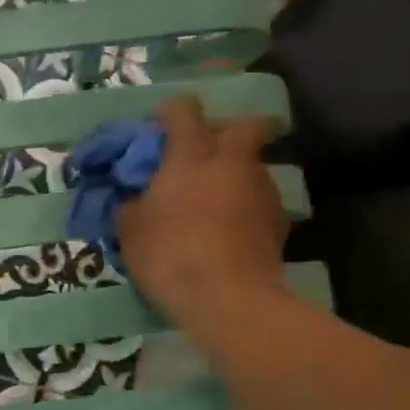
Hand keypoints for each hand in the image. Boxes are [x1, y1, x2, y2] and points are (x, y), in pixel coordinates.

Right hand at [117, 96, 290, 323]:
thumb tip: (135, 200)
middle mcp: (232, 162)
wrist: (230, 299)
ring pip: (252, 166)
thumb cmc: (171, 255)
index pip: (185, 110)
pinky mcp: (279, 223)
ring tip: (213, 203)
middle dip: (225, 131)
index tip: (161, 127)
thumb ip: (131, 206)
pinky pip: (259, 202)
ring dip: (235, 175)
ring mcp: (261, 191)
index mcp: (192, 155)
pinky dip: (245, 208)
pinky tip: (229, 232)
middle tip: (204, 154)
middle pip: (243, 125)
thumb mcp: (131, 232)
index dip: (172, 112)